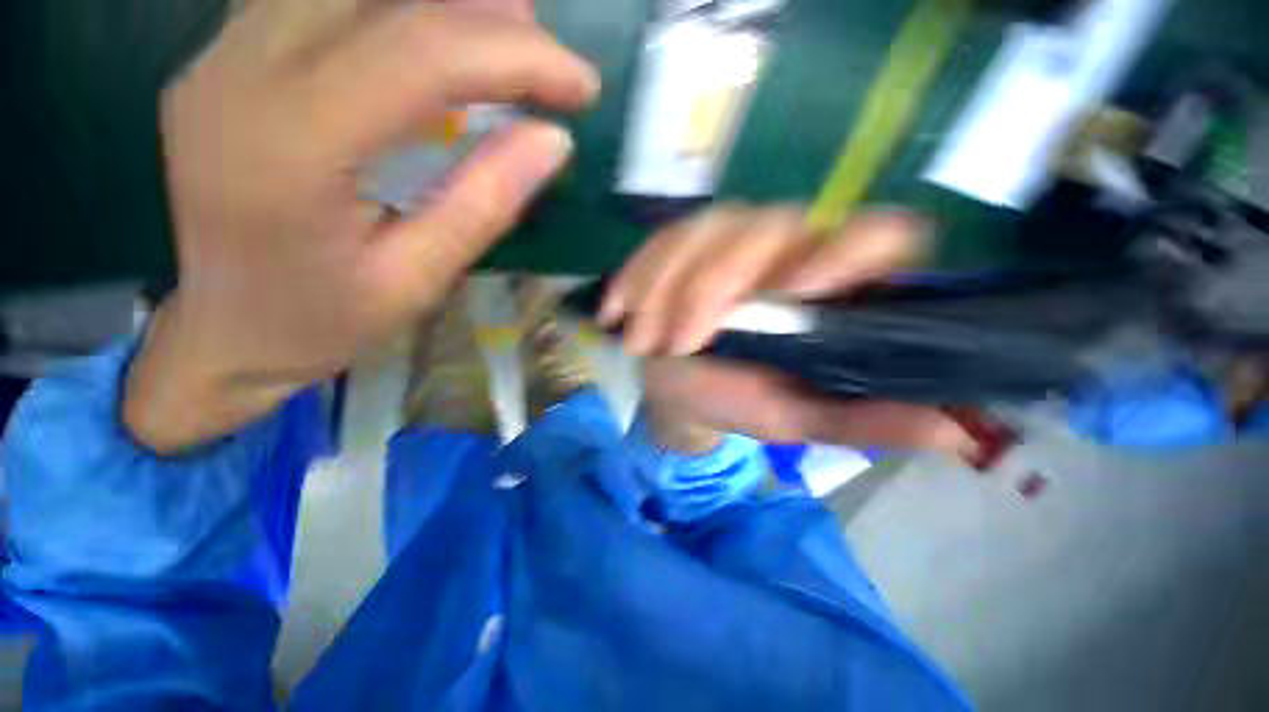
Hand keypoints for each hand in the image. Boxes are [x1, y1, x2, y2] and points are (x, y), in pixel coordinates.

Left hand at [126, 1, 597, 451]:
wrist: (220, 330)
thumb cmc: (320, 321)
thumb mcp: (417, 281)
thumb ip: (485, 203)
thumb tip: (553, 141)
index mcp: (291, 146)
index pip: (422, 55)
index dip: (517, 57)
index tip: (581, 86)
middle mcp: (242, 74)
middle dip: (488, 14)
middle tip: (549, 55)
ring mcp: (223, 55)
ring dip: (442, 0)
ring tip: (508, 27)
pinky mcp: (225, 56)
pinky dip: (392, 5)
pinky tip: (435, 27)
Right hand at [601, 206, 976, 455]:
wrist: (684, 391)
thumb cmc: (742, 402)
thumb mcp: (799, 419)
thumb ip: (865, 420)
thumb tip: (955, 433)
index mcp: (833, 286)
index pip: (876, 234)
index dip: (848, 250)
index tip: (800, 291)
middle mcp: (790, 247)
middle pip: (766, 226)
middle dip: (713, 285)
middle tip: (680, 344)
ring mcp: (733, 238)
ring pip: (704, 229)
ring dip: (666, 286)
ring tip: (644, 342)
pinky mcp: (686, 244)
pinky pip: (659, 241)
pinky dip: (635, 277)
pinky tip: (617, 312)